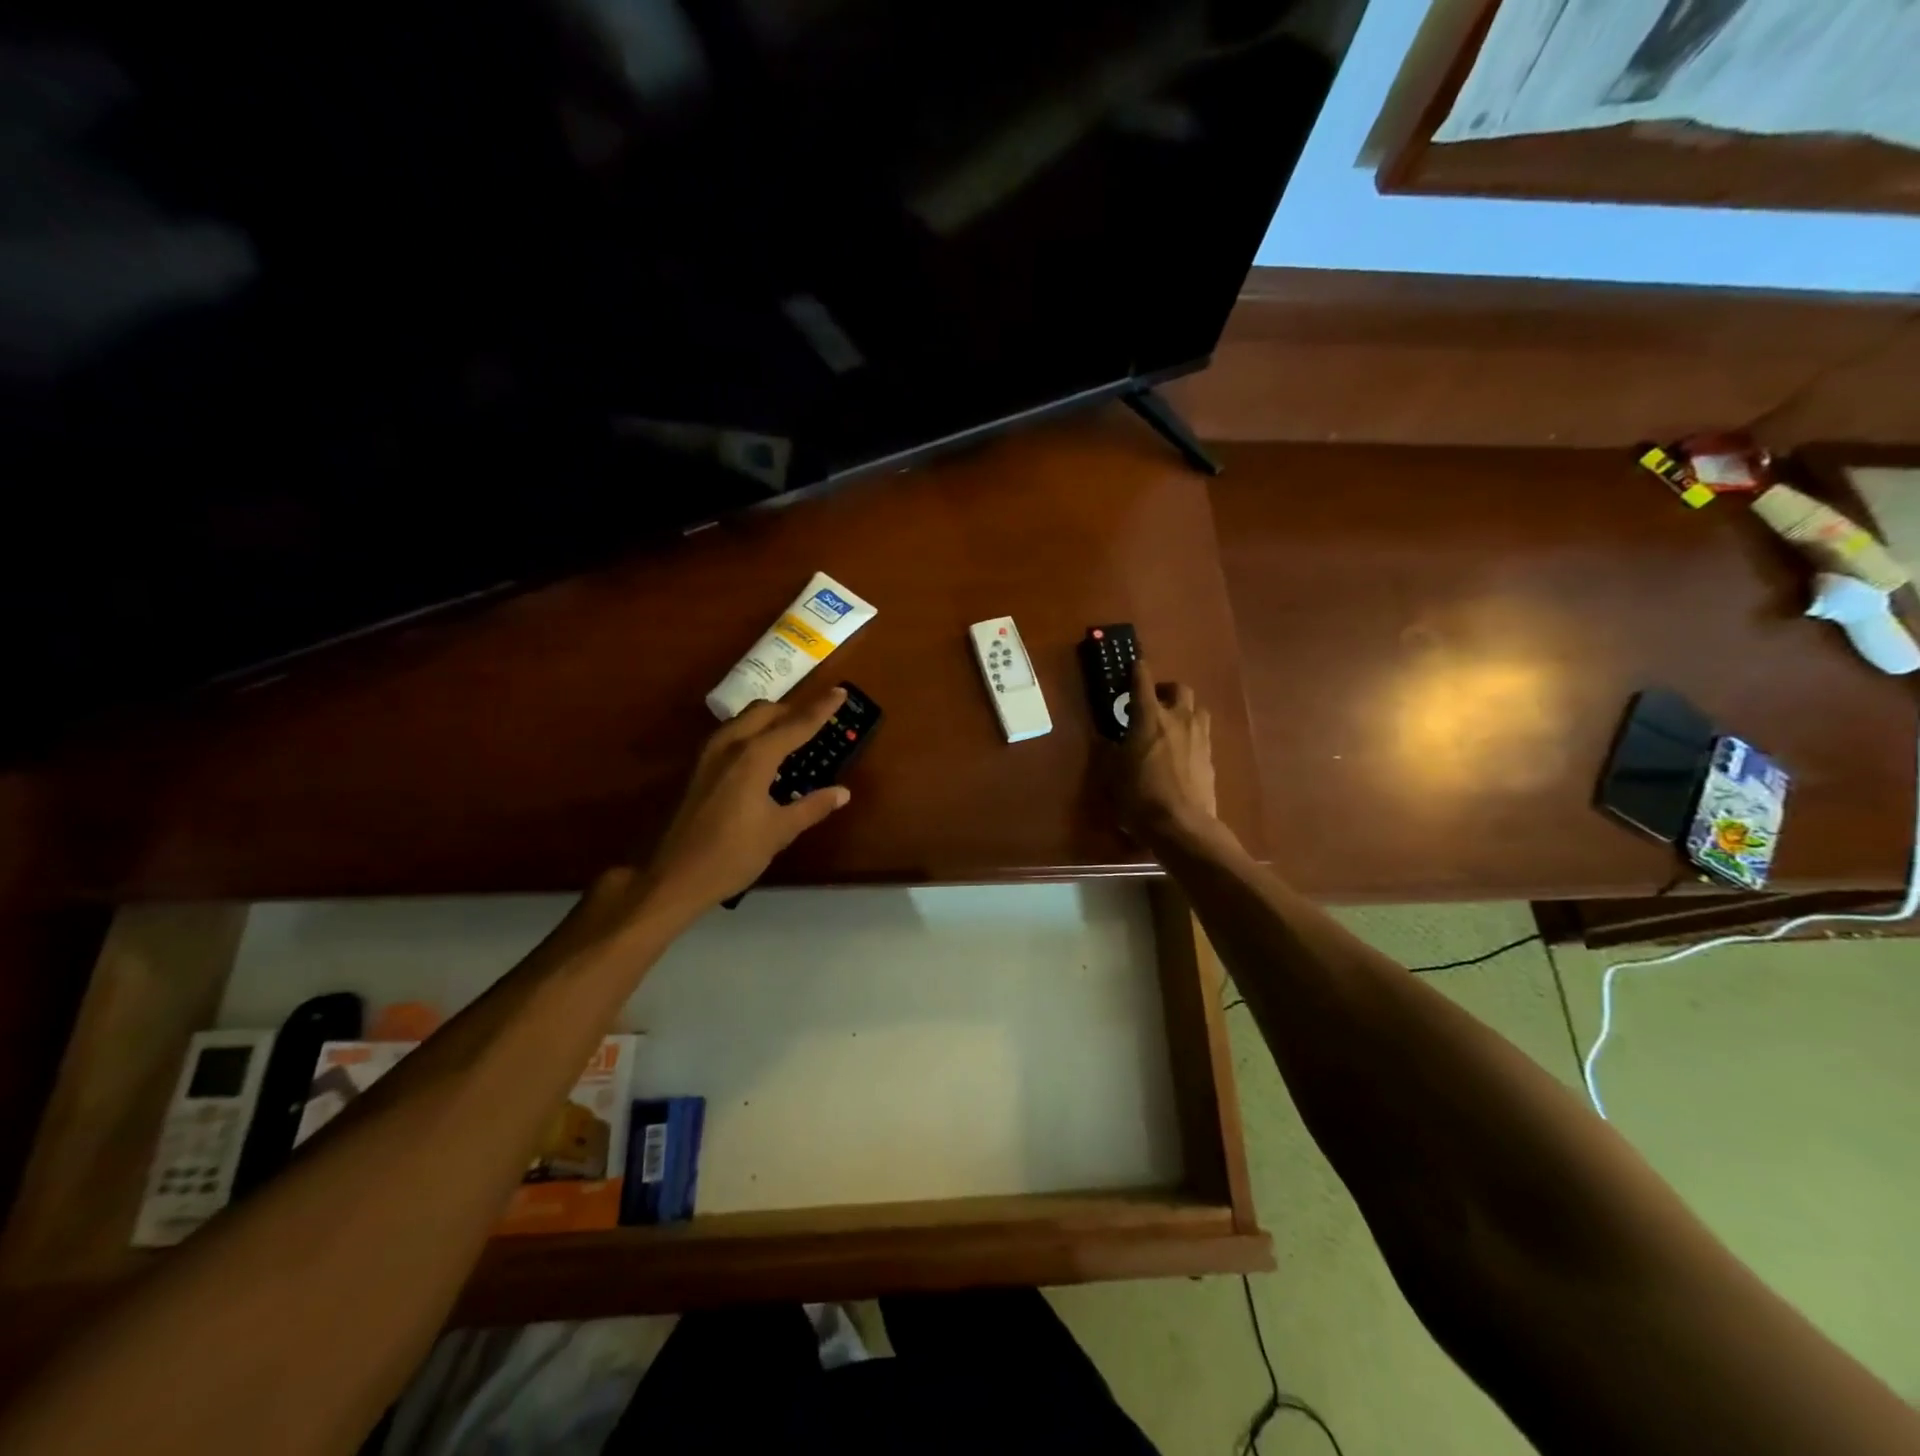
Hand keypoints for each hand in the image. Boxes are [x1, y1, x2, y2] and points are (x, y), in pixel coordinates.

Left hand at [643, 684, 854, 910]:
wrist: (672, 876)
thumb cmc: (731, 855)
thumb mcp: (778, 832)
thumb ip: (811, 807)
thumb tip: (842, 792)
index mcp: (754, 757)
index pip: (796, 725)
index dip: (820, 708)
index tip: (840, 691)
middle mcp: (730, 745)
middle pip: (766, 711)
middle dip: (794, 709)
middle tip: (817, 718)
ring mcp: (709, 754)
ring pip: (744, 719)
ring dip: (770, 718)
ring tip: (791, 732)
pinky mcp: (698, 768)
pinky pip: (731, 734)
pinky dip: (753, 732)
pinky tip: (761, 755)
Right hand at [1112, 657, 1216, 842]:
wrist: (1181, 825)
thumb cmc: (1139, 796)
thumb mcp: (1112, 773)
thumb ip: (1110, 750)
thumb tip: (1106, 739)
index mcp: (1149, 717)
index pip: (1143, 681)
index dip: (1138, 671)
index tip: (1135, 665)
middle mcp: (1178, 719)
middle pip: (1179, 689)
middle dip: (1166, 690)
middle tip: (1153, 702)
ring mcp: (1199, 737)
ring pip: (1197, 709)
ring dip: (1184, 710)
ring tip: (1172, 724)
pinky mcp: (1210, 757)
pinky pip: (1203, 734)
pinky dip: (1191, 734)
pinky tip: (1182, 750)